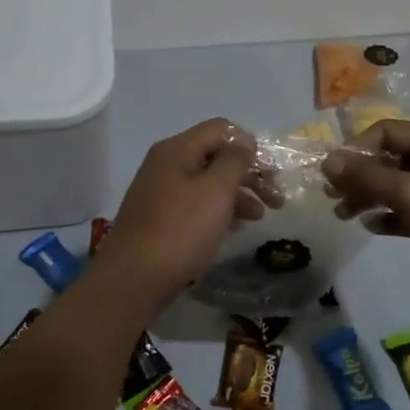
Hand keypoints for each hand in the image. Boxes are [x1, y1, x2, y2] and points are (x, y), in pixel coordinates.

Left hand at [93, 118, 264, 310]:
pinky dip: (219, 210)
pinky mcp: (159, 219)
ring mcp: (160, 192)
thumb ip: (235, 160)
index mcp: (177, 150)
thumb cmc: (181, 231)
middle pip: (216, 156)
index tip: (271, 171)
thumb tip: (243, 142)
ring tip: (260, 217)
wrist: (133, 280)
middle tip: (276, 198)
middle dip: (250, 173)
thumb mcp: (216, 191)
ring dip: (238, 194)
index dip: (250, 145)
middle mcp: (166, 165)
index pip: (221, 129)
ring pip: (208, 183)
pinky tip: (234, 227)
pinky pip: (196, 204)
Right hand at [323, 121, 409, 298]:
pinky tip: (370, 226)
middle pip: (389, 158)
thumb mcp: (408, 193)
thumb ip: (367, 175)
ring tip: (343, 214)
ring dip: (368, 196)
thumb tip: (329, 161)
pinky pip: (407, 207)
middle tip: (331, 195)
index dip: (356, 149)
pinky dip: (388, 214)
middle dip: (359, 176)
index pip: (386, 131)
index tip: (332, 172)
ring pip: (396, 185)